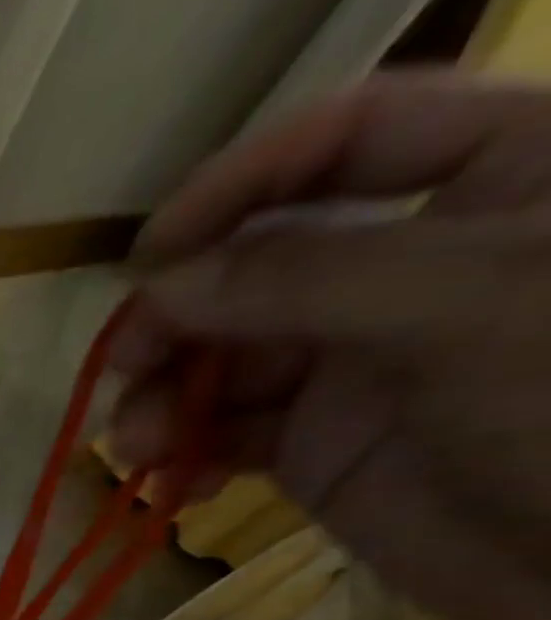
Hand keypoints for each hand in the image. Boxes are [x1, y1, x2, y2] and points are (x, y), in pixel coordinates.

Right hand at [106, 71, 550, 619]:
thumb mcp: (464, 309)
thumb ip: (303, 280)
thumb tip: (156, 285)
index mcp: (496, 184)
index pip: (351, 138)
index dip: (242, 181)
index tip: (150, 256)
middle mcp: (408, 267)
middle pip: (253, 264)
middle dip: (177, 317)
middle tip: (123, 369)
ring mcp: (354, 363)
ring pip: (219, 357)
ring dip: (161, 398)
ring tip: (136, 446)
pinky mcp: (315, 443)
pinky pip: (220, 433)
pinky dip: (180, 454)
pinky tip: (168, 480)